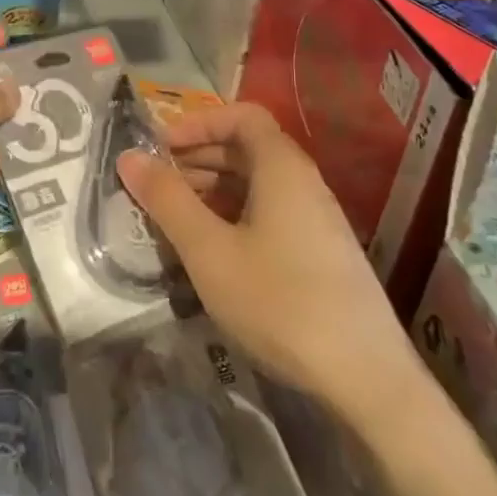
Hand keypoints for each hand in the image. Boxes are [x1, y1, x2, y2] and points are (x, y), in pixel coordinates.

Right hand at [117, 102, 429, 433]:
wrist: (368, 380)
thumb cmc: (280, 302)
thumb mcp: (209, 251)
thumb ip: (167, 200)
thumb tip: (129, 157)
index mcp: (282, 167)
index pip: (241, 115)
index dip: (198, 122)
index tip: (161, 146)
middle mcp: (304, 182)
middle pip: (247, 147)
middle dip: (198, 157)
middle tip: (158, 183)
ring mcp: (316, 219)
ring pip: (257, 183)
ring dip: (213, 188)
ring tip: (176, 217)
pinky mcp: (320, 252)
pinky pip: (270, 212)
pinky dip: (234, 214)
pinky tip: (212, 249)